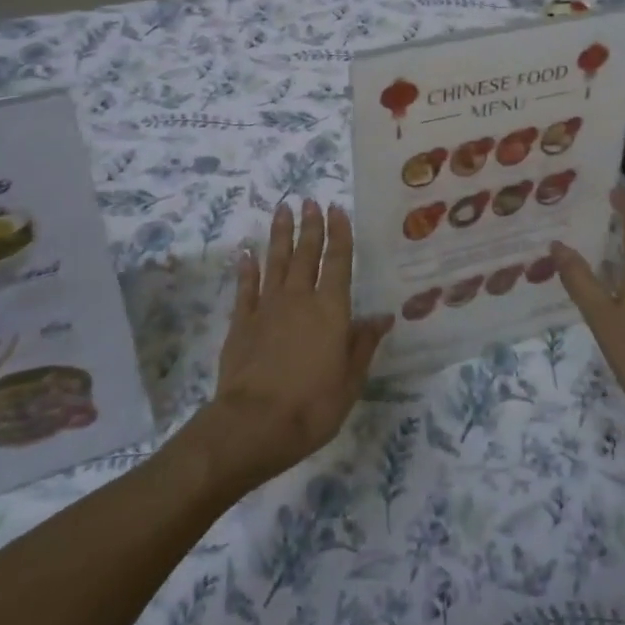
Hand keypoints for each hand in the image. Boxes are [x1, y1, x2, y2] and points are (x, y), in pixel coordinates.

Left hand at [199, 200, 389, 488]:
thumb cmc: (313, 405)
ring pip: (276, 262)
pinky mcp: (242, 322)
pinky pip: (246, 288)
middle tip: (309, 201)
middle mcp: (300, 299)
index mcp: (331, 310)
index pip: (338, 262)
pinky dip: (247, 268)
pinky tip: (246, 252)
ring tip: (282, 210)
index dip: (339, 234)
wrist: (254, 424)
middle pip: (306, 254)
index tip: (336, 209)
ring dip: (280, 235)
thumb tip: (382, 316)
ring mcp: (267, 308)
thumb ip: (363, 343)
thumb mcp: (350, 379)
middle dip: (310, 226)